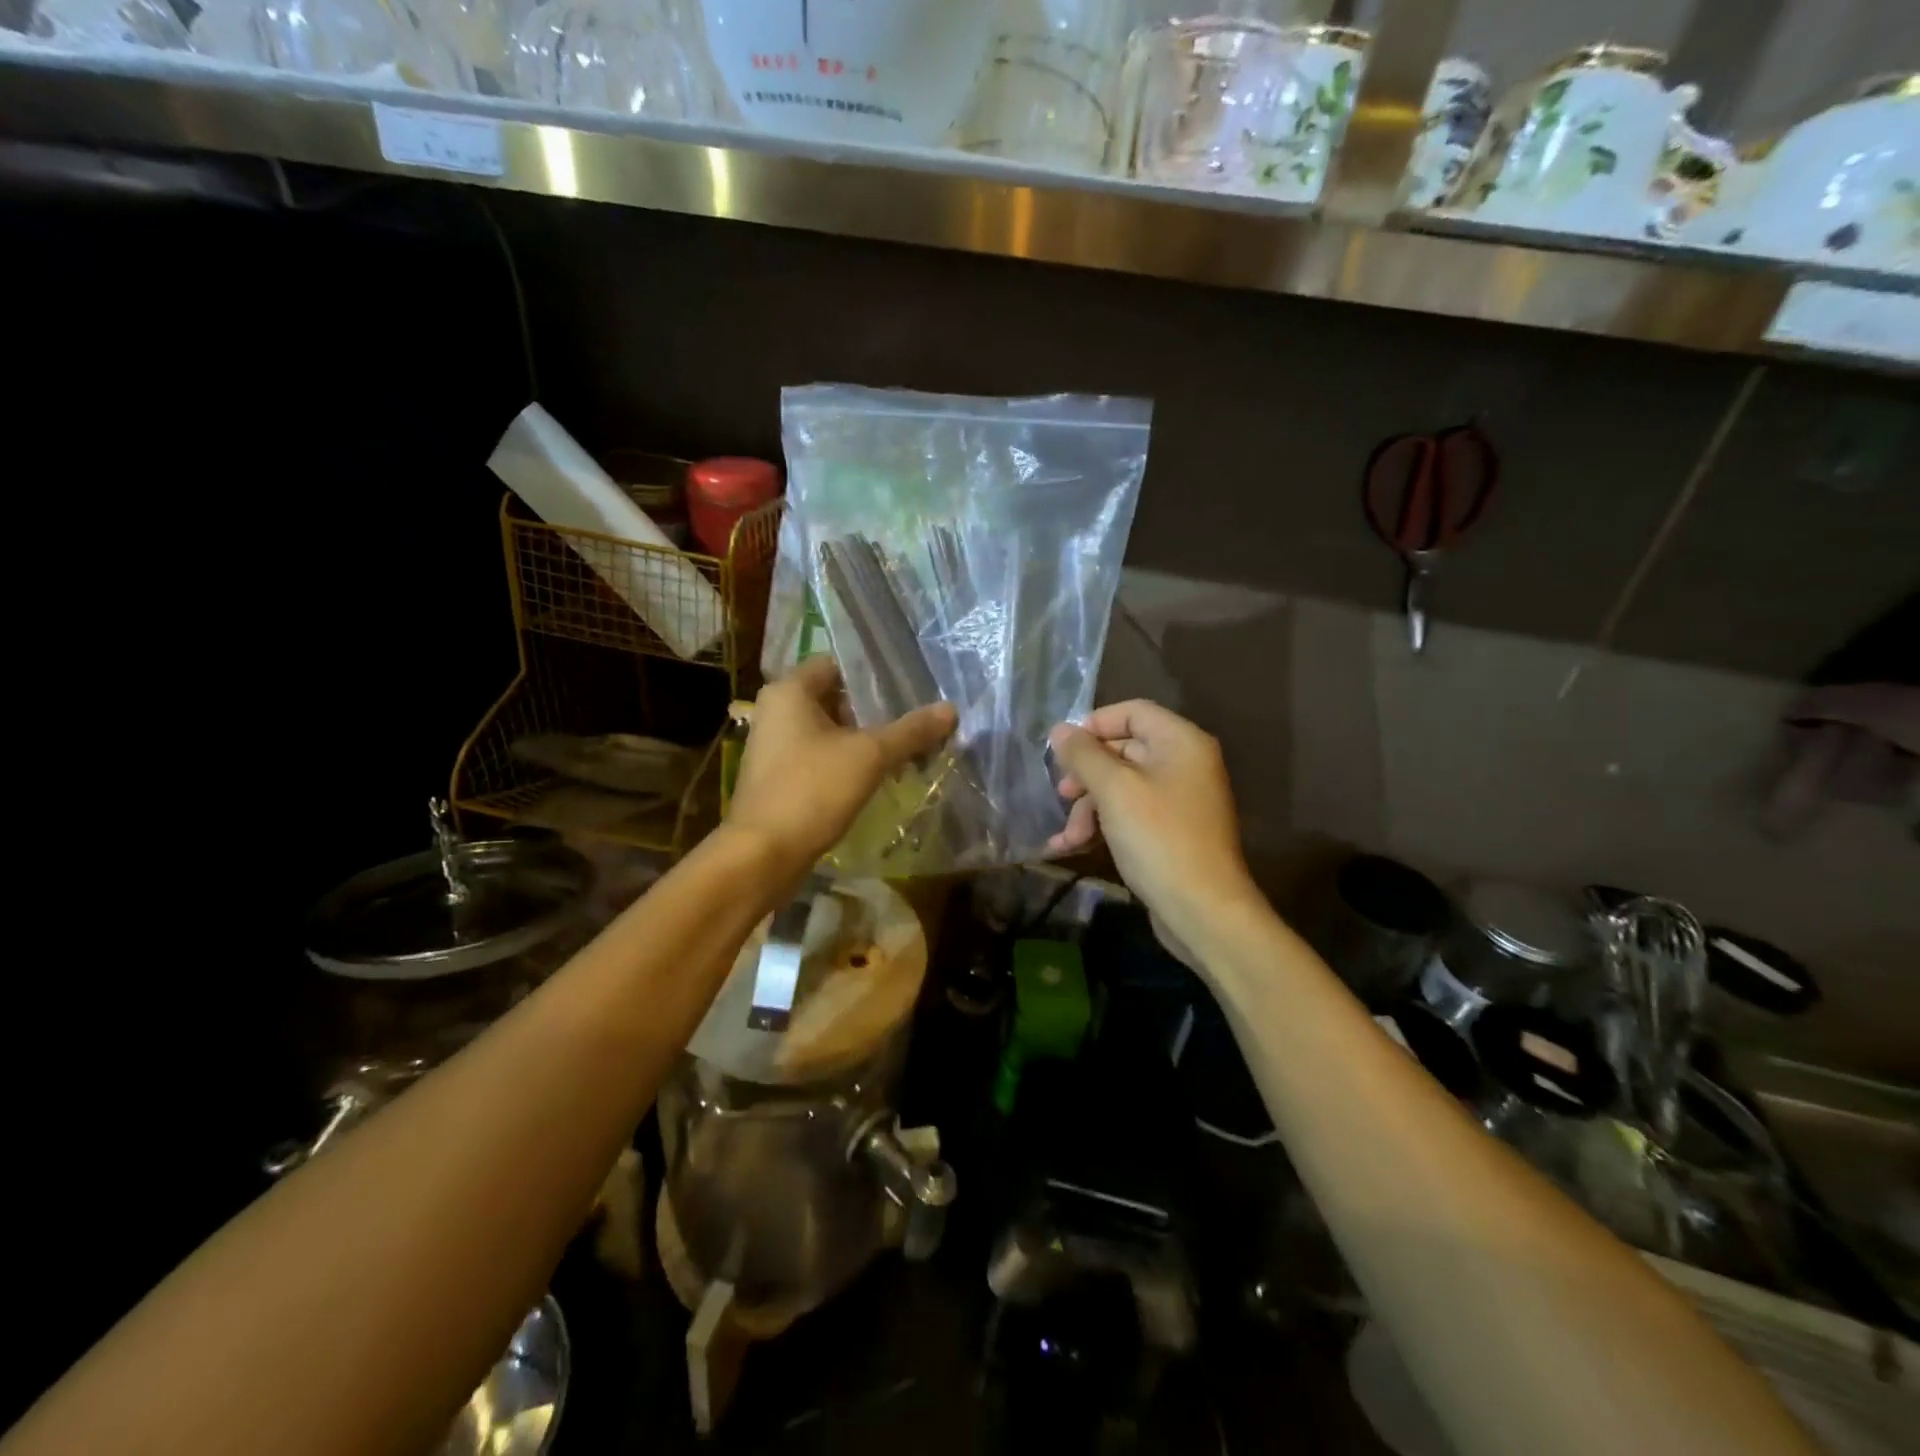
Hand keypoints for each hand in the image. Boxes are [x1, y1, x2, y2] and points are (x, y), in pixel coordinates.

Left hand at [728, 656, 956, 879]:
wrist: (762, 855)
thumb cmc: (812, 790)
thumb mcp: (870, 756)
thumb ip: (910, 731)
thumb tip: (951, 709)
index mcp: (789, 691)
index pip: (836, 665)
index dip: (872, 676)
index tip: (908, 690)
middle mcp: (776, 711)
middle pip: (834, 699)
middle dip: (874, 712)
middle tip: (913, 723)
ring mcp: (773, 747)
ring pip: (828, 731)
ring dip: (863, 741)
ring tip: (904, 753)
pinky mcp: (777, 778)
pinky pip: (819, 757)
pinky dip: (845, 762)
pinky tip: (875, 778)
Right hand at [1047, 701, 1259, 938]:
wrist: (1202, 909)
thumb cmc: (1158, 838)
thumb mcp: (1114, 790)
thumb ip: (1084, 755)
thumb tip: (1060, 730)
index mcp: (1180, 741)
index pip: (1132, 711)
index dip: (1093, 725)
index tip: (1062, 750)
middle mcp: (1185, 763)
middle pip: (1124, 749)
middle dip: (1086, 774)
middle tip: (1061, 793)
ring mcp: (1180, 799)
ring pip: (1122, 786)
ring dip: (1089, 807)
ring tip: (1068, 836)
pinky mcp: (1172, 830)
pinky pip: (1131, 813)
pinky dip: (1103, 824)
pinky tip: (1073, 846)